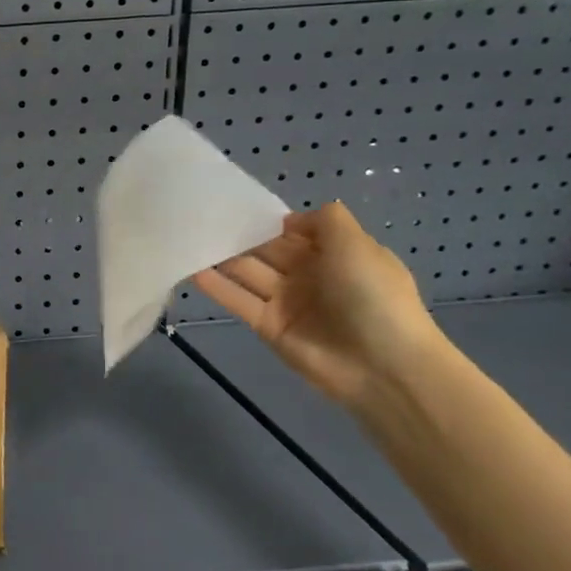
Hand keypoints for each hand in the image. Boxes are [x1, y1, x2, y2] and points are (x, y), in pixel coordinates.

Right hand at [193, 201, 449, 408]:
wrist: (383, 366)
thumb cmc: (373, 297)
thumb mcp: (358, 246)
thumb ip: (326, 221)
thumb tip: (290, 218)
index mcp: (335, 254)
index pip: (294, 231)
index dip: (269, 219)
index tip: (235, 205)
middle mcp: (309, 275)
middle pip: (266, 250)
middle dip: (238, 236)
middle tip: (200, 218)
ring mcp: (286, 302)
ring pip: (248, 273)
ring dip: (221, 258)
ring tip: (187, 238)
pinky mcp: (267, 326)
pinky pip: (238, 301)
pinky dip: (216, 286)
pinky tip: (190, 269)